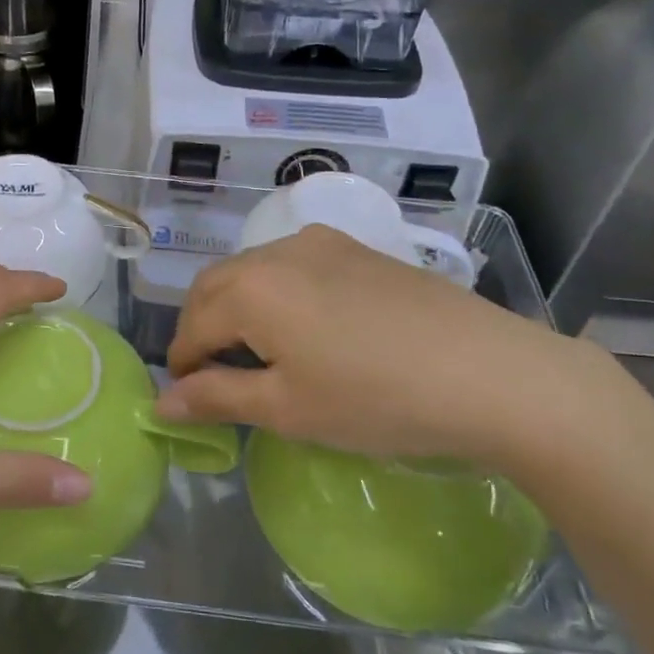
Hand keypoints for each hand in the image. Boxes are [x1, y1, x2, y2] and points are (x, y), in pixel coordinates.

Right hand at [159, 226, 618, 469]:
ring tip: (258, 352)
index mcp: (250, 287)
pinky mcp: (357, 249)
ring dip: (238, 306)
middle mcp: (276, 251)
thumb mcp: (287, 409)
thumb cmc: (375, 399)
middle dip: (202, 328)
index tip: (186, 398)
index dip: (182, 365)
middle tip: (213, 376)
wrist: (490, 373)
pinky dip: (276, 292)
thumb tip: (163, 402)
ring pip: (254, 270)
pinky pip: (293, 264)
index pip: (192, 326)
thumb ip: (218, 398)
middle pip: (215, 287)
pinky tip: (305, 326)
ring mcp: (321, 244)